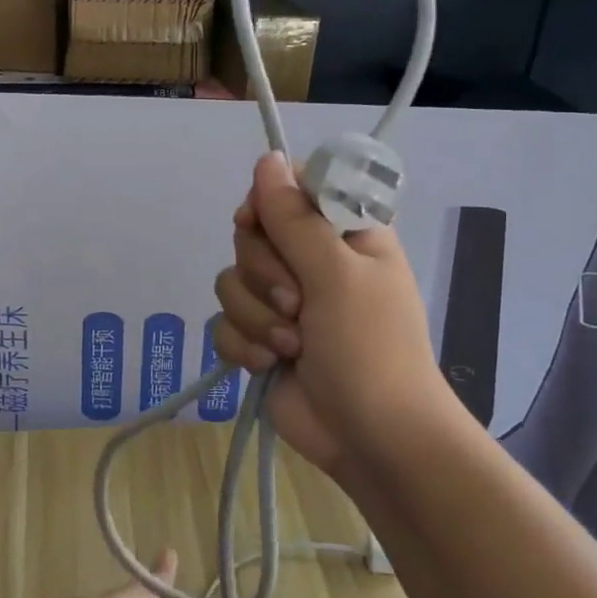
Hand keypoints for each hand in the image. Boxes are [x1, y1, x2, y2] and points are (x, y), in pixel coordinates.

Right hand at [212, 153, 444, 476]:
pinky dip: (242, 345)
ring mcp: (284, 302)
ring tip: (290, 345)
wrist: (372, 439)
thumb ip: (294, 217)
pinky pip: (225, 321)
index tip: (258, 223)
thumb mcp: (336, 275)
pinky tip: (267, 364)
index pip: (292, 189)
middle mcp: (312, 261)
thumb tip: (267, 158)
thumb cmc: (370, 348)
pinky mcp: (261, 338)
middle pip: (252, 235)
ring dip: (255, 316)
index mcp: (344, 233)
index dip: (268, 203)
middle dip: (265, 274)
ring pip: (232, 280)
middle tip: (298, 303)